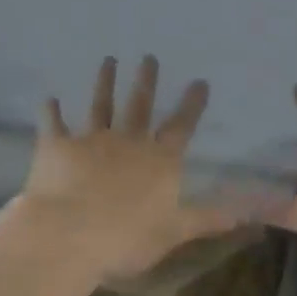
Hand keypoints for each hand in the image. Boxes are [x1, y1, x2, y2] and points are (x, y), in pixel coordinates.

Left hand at [18, 56, 250, 281]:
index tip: (199, 81)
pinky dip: (51, 112)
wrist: (67, 235)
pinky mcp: (57, 147)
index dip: (192, 104)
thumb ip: (208, 219)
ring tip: (108, 60)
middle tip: (148, 57)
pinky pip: (54, 125)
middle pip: (140, 106)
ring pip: (100, 105)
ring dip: (105, 83)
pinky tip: (49, 99)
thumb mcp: (175, 232)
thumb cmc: (126, 238)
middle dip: (146, 81)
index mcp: (160, 161)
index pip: (182, 127)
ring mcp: (91, 141)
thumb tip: (247, 215)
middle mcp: (129, 142)